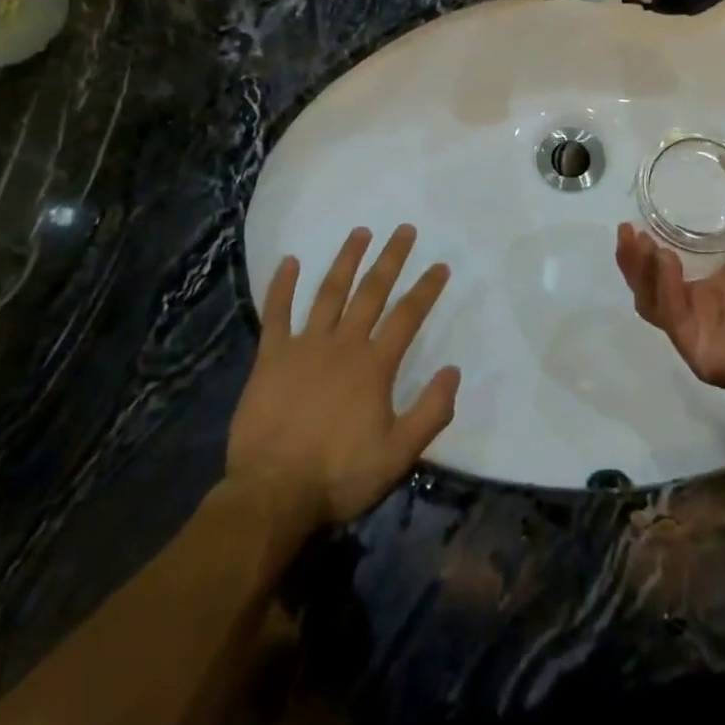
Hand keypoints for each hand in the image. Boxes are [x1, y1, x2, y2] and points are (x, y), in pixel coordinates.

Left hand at [228, 226, 458, 526]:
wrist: (272, 495)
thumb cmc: (339, 476)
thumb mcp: (398, 455)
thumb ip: (430, 412)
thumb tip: (453, 371)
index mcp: (374, 365)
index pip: (407, 316)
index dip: (426, 289)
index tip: (440, 265)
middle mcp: (343, 344)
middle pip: (371, 291)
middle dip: (391, 258)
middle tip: (404, 230)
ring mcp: (304, 346)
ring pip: (329, 292)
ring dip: (346, 260)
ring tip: (360, 232)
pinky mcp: (271, 357)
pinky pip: (276, 314)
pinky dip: (282, 286)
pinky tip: (289, 261)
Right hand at [616, 162, 724, 398]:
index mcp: (714, 281)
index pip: (665, 265)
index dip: (644, 246)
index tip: (633, 221)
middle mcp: (701, 306)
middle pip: (649, 283)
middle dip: (632, 258)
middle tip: (627, 232)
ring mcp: (697, 330)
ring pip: (651, 301)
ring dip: (641, 271)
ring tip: (643, 243)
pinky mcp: (697, 351)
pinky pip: (672, 318)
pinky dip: (666, 289)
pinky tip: (666, 262)